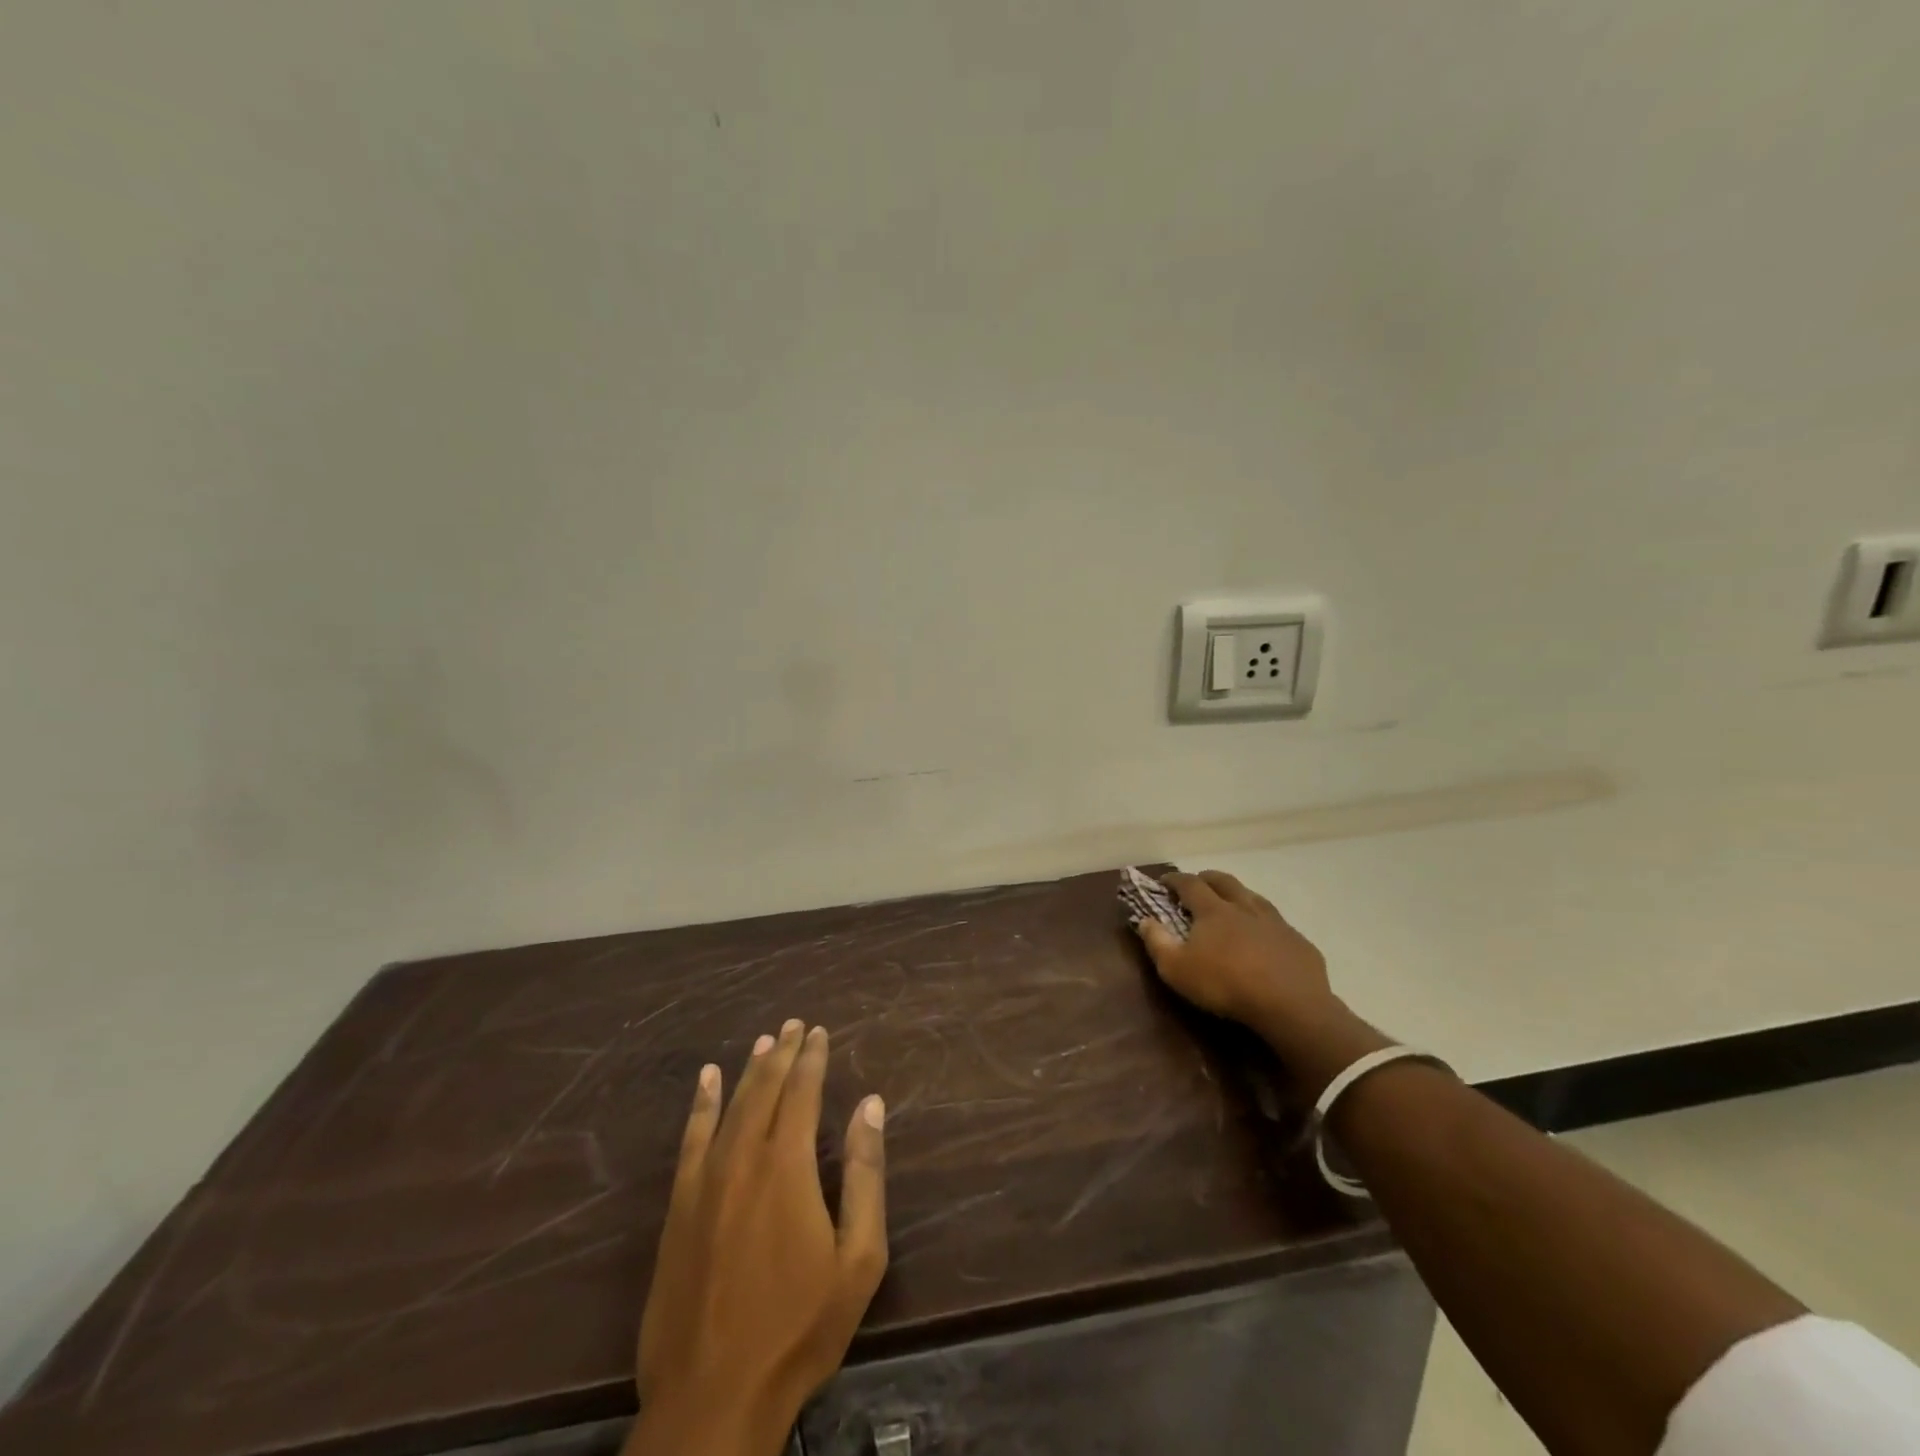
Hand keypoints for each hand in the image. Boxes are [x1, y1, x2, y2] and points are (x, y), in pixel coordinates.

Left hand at [627, 1020, 887, 1455]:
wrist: (713, 1397)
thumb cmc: (799, 1327)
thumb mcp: (858, 1258)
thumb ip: (865, 1174)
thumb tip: (870, 1104)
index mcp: (788, 1166)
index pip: (801, 1092)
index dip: (812, 1058)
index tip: (819, 1032)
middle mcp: (744, 1158)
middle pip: (764, 1089)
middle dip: (782, 1053)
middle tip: (794, 1025)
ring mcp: (705, 1181)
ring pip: (730, 1106)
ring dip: (749, 1070)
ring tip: (763, 1042)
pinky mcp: (679, 1207)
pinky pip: (691, 1139)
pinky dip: (700, 1104)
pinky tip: (706, 1081)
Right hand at [1134, 870, 1385, 1095]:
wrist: (1290, 1005)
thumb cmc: (1225, 984)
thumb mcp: (1177, 969)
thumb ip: (1157, 942)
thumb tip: (1144, 920)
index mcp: (1213, 910)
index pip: (1190, 884)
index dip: (1175, 879)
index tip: (1164, 881)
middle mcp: (1244, 907)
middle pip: (1224, 881)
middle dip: (1208, 878)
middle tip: (1198, 884)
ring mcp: (1275, 923)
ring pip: (1254, 897)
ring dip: (1239, 895)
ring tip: (1233, 904)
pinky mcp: (1298, 942)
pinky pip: (1279, 924)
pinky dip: (1266, 924)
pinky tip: (1267, 938)